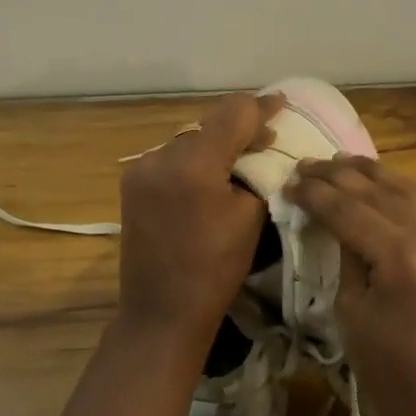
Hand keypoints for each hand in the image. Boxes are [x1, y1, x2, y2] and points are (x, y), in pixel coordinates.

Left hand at [114, 92, 280, 362]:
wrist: (162, 311)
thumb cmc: (216, 269)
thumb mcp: (250, 216)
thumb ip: (258, 171)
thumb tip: (263, 147)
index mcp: (193, 164)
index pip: (234, 114)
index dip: (262, 107)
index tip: (283, 104)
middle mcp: (161, 156)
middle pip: (209, 124)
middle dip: (240, 127)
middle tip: (269, 137)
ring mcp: (141, 168)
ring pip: (190, 139)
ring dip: (216, 143)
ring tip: (241, 157)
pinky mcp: (132, 183)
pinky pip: (172, 157)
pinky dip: (195, 159)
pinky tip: (211, 173)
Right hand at [287, 157, 415, 415]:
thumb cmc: (389, 373)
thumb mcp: (352, 312)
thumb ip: (347, 257)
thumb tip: (337, 223)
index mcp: (402, 254)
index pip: (348, 209)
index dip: (316, 193)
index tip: (290, 180)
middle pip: (378, 192)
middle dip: (339, 176)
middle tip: (308, 165)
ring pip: (407, 192)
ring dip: (372, 175)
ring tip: (340, 160)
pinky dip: (398, 195)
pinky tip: (378, 186)